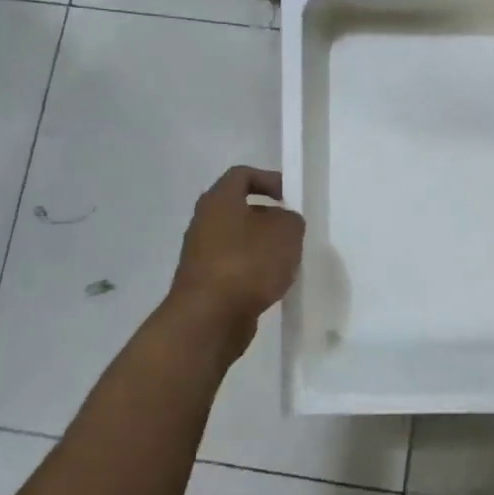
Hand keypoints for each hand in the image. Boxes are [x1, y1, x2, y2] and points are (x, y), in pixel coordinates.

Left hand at [168, 167, 304, 344]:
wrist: (209, 319)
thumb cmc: (247, 264)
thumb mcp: (286, 232)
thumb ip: (291, 219)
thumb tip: (283, 222)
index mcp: (219, 201)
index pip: (241, 175)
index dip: (268, 179)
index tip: (290, 197)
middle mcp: (204, 223)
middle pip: (239, 209)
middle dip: (268, 217)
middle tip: (292, 230)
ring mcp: (201, 255)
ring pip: (238, 240)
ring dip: (262, 246)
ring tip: (287, 260)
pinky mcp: (205, 283)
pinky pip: (234, 266)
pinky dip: (253, 270)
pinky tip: (271, 284)